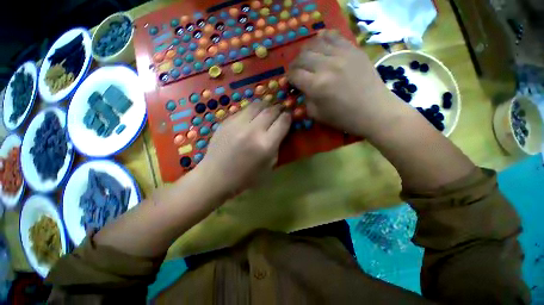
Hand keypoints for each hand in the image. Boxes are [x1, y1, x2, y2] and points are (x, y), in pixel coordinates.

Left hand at [198, 103, 290, 194]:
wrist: (216, 176)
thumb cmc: (246, 177)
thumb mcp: (270, 166)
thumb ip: (277, 146)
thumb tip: (281, 130)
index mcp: (266, 145)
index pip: (282, 122)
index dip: (288, 117)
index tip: (288, 117)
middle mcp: (253, 131)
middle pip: (271, 110)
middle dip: (278, 109)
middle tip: (279, 112)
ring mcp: (237, 124)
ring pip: (257, 105)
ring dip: (265, 106)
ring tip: (266, 111)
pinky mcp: (226, 122)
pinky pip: (243, 110)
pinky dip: (251, 111)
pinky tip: (251, 117)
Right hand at [288, 30, 399, 137]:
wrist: (373, 111)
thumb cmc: (343, 117)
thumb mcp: (316, 115)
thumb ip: (305, 99)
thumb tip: (301, 88)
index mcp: (316, 85)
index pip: (294, 74)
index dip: (289, 78)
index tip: (291, 82)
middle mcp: (326, 66)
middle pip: (301, 57)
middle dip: (295, 65)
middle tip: (297, 72)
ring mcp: (341, 54)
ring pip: (314, 43)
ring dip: (306, 52)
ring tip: (308, 60)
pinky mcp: (353, 49)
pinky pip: (333, 35)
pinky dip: (322, 39)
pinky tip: (321, 46)